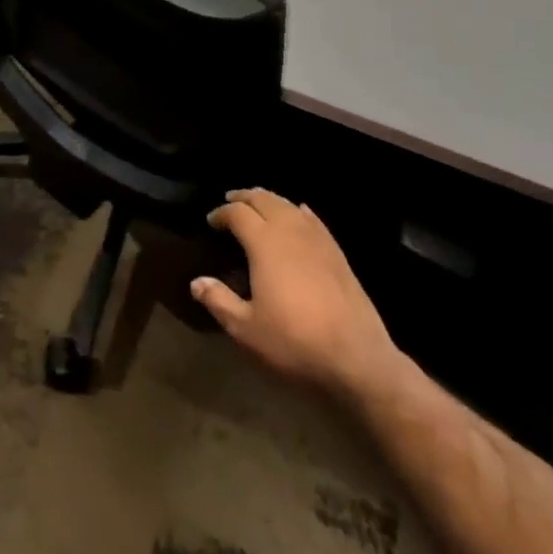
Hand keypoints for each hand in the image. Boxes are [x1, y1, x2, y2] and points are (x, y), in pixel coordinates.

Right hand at [191, 189, 403, 399]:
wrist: (357, 357)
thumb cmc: (295, 341)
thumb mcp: (247, 329)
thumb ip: (219, 301)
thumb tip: (196, 283)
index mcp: (264, 242)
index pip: (237, 213)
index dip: (221, 213)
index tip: (211, 222)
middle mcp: (288, 230)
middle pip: (263, 199)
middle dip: (244, 197)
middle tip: (230, 202)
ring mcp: (316, 238)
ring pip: (287, 204)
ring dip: (269, 200)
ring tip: (258, 205)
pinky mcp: (336, 251)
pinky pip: (313, 219)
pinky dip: (298, 211)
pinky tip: (298, 212)